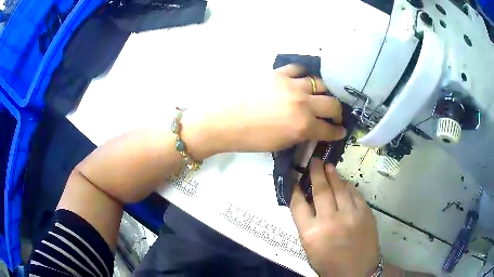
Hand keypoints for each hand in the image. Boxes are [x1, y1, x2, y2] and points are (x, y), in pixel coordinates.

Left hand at [220, 64, 345, 152]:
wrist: (224, 121)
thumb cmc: (251, 139)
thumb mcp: (281, 144)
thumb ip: (302, 134)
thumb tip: (313, 128)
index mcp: (303, 126)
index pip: (330, 129)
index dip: (338, 131)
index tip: (342, 130)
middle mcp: (303, 103)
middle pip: (332, 103)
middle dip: (337, 112)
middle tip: (334, 115)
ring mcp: (291, 84)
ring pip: (319, 83)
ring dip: (323, 92)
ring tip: (319, 96)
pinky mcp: (278, 73)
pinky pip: (298, 69)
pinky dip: (303, 75)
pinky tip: (301, 80)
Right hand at [290, 159, 379, 276]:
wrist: (357, 271)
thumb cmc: (329, 263)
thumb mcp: (310, 248)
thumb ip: (307, 225)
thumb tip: (306, 202)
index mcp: (311, 234)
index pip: (298, 205)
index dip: (296, 190)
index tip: (296, 181)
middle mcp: (330, 221)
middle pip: (321, 190)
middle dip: (316, 173)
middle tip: (314, 161)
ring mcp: (350, 215)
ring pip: (340, 188)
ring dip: (333, 175)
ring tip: (328, 166)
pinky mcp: (365, 213)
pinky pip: (355, 193)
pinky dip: (348, 186)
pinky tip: (344, 181)